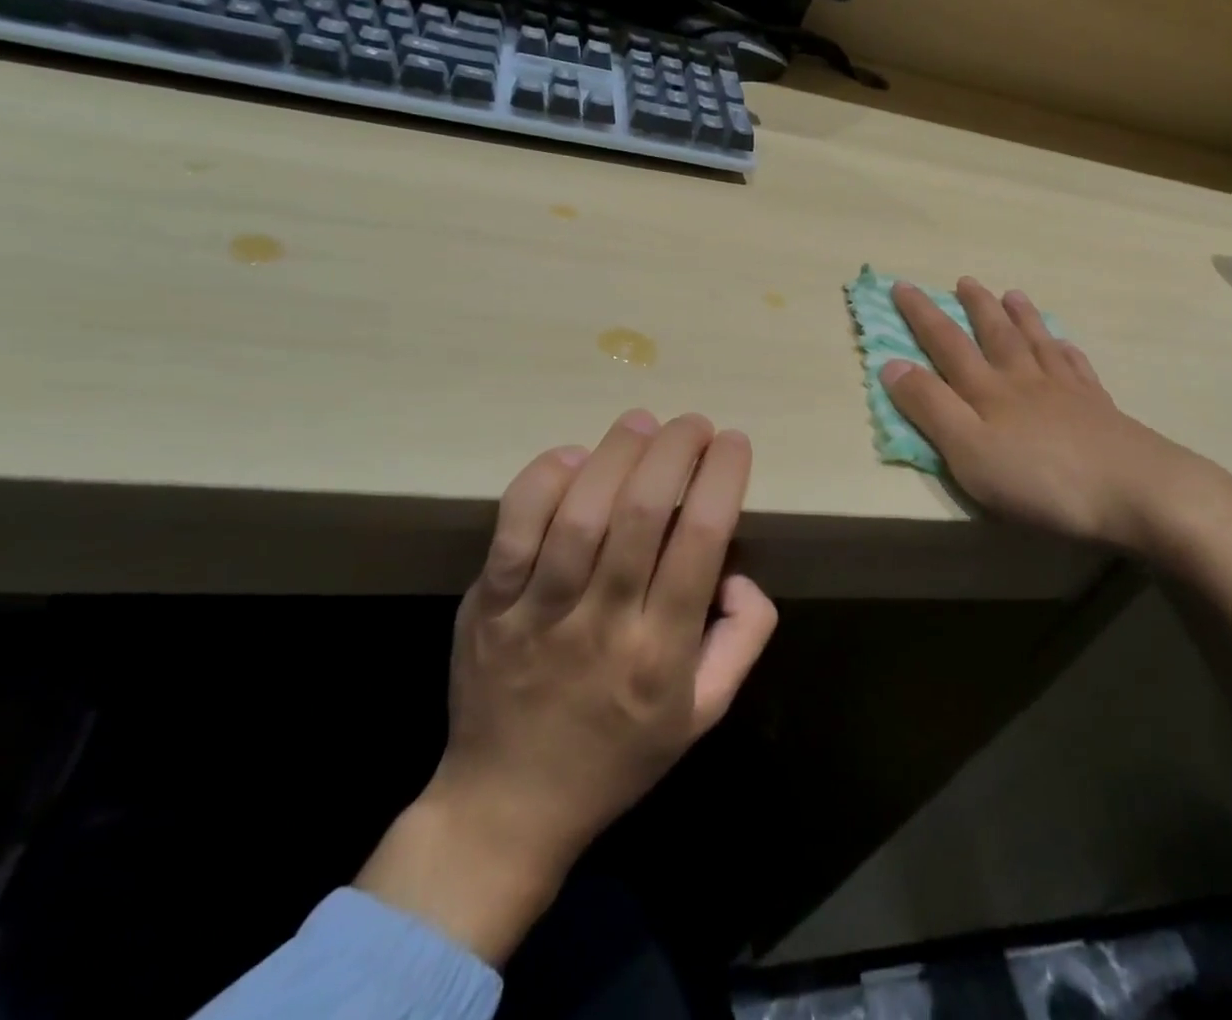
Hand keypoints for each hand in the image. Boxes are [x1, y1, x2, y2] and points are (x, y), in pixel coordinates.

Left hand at [357, 410, 777, 964]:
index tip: (733, 442)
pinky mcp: (489, 604)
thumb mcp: (704, 714)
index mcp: (660, 653)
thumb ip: (742, 638)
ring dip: (617, 452)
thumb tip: (739, 571)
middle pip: (641, 513)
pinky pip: (513, 527)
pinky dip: (543, 480)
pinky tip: (572, 457)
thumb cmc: (618, 757)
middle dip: (675, 449)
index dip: (721, 478)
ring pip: (579, 511)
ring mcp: (537, 613)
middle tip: (693, 423)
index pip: (701, 541)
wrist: (505, 808)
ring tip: (641, 422)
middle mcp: (601, 624)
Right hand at [880, 278, 1231, 556]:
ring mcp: (1066, 392)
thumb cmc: (1041, 478)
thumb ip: (930, 407)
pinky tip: (1064, 345)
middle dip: (974, 306)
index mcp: (988, 390)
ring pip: (1037, 343)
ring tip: (1012, 293)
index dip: (921, 315)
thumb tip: (891, 364)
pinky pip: (1077, 368)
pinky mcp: (1100, 410)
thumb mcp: (969, 450)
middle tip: (964, 280)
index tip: (902, 286)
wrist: (1138, 492)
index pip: (946, 343)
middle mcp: (1024, 380)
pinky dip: (1065, 350)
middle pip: (995, 334)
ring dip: (1021, 317)